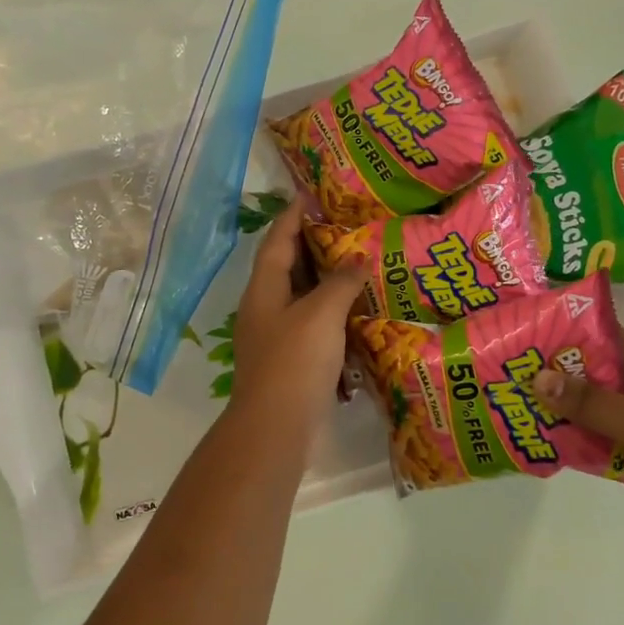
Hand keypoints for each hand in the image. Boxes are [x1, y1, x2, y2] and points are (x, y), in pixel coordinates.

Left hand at [228, 202, 367, 447]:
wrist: (276, 429)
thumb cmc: (294, 362)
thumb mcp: (320, 314)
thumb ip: (341, 283)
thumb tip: (359, 259)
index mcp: (264, 290)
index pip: (277, 240)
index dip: (293, 215)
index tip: (312, 194)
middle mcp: (266, 308)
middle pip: (288, 266)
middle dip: (314, 245)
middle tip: (347, 225)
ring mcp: (277, 337)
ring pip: (303, 297)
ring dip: (327, 281)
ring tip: (359, 262)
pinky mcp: (292, 361)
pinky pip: (314, 325)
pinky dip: (333, 314)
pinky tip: (359, 312)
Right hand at [531, 332, 623, 567]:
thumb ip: (592, 402)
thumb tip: (538, 377)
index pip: (605, 336)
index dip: (565, 337)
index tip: (523, 343)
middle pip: (603, 372)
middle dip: (563, 380)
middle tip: (515, 385)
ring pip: (610, 407)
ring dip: (577, 414)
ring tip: (528, 417)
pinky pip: (622, 437)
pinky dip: (598, 441)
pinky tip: (565, 450)